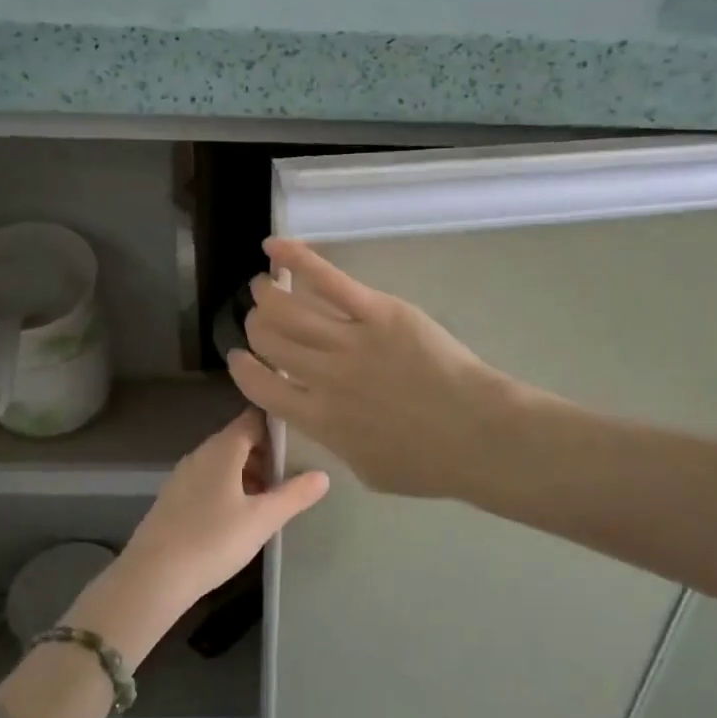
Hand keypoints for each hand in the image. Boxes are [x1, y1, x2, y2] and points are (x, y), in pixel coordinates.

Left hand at [67, 409, 328, 662]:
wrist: (152, 578)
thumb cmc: (213, 541)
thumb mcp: (262, 519)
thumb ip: (294, 495)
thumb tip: (323, 475)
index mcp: (223, 449)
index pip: (254, 419)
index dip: (279, 425)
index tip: (303, 438)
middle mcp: (200, 454)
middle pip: (239, 441)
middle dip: (267, 453)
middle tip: (294, 474)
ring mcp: (183, 476)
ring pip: (224, 464)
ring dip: (249, 474)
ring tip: (273, 499)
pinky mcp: (174, 499)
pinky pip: (209, 482)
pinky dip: (230, 489)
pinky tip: (241, 516)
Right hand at [227, 239, 511, 499]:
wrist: (477, 434)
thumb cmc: (428, 463)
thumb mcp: (368, 470)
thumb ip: (335, 443)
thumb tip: (323, 418)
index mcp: (317, 419)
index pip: (260, 386)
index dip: (242, 368)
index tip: (239, 356)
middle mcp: (323, 377)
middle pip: (270, 340)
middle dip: (256, 326)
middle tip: (260, 317)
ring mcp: (349, 340)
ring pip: (289, 308)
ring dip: (267, 293)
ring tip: (263, 285)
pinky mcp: (378, 312)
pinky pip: (328, 280)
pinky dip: (296, 259)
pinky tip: (274, 246)